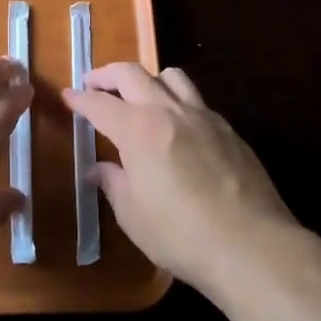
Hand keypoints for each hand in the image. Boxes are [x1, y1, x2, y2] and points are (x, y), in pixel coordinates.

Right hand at [66, 63, 299, 298]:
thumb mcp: (133, 216)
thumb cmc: (181, 235)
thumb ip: (113, 184)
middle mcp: (168, 111)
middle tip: (94, 83)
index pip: (99, 103)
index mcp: (137, 129)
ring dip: (148, 79)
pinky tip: (179, 128)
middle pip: (132, 73)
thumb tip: (99, 169)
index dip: (79, 99)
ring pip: (171, 76)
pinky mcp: (229, 130)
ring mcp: (202, 116)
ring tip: (141, 96)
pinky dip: (179, 102)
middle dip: (107, 74)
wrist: (252, 246)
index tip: (68, 96)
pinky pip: (197, 101)